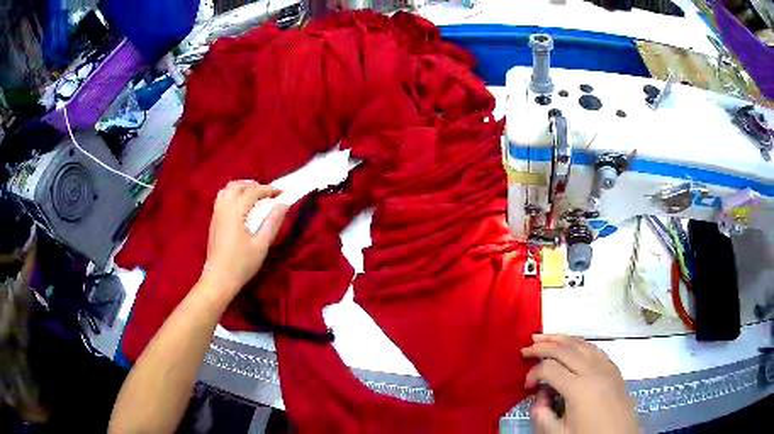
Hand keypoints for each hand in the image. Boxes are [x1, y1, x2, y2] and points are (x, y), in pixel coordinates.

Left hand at [201, 180, 287, 299]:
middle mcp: (223, 207)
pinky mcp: (213, 221)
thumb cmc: (242, 264)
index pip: (253, 191)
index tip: (282, 193)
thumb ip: (273, 222)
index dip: (269, 190)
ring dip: (241, 188)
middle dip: (254, 185)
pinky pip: (221, 198)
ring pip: (227, 190)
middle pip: (237, 185)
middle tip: (268, 195)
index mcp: (235, 211)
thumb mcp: (262, 245)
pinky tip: (241, 208)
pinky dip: (232, 195)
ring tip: (253, 197)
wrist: (219, 279)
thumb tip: (283, 204)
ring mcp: (216, 214)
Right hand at [521, 334, 639, 433]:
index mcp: (579, 389)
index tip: (526, 385)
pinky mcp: (613, 368)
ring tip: (545, 336)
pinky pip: (594, 348)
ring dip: (561, 338)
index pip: (550, 369)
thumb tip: (537, 400)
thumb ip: (543, 417)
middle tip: (526, 348)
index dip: (533, 373)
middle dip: (543, 346)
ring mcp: (606, 367)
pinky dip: (579, 343)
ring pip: (581, 343)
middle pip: (565, 349)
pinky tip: (572, 345)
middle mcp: (593, 371)